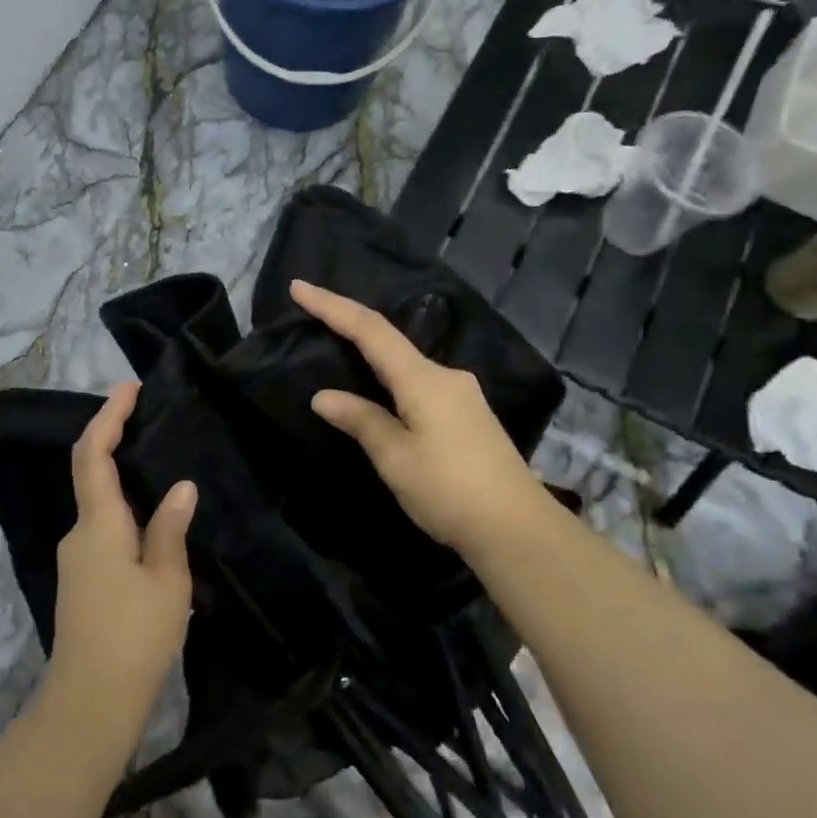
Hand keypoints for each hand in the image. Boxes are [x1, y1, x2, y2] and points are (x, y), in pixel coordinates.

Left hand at [40, 384, 195, 745]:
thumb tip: (180, 488)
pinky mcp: (82, 582)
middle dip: (117, 442)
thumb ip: (170, 529)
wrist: (89, 705)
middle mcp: (79, 534)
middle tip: (154, 422)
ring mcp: (76, 560)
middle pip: (93, 474)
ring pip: (100, 506)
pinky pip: (104, 531)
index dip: (108, 417)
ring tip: (164, 470)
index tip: (129, 388)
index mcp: (98, 524)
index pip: (94, 455)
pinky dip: (125, 512)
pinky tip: (155, 523)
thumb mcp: (167, 580)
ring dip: (124, 480)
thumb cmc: (134, 637)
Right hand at [291, 279, 555, 561]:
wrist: (517, 529)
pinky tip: (379, 393)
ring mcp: (462, 394)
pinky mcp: (468, 415)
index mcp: (424, 379)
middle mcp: (446, 375)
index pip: (370, 330)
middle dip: (349, 326)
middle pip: (389, 341)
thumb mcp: (395, 458)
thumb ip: (361, 420)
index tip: (299, 288)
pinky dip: (391, 379)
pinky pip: (419, 383)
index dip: (332, 307)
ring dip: (371, 355)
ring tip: (338, 355)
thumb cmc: (450, 491)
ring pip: (406, 364)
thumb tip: (324, 396)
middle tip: (311, 316)